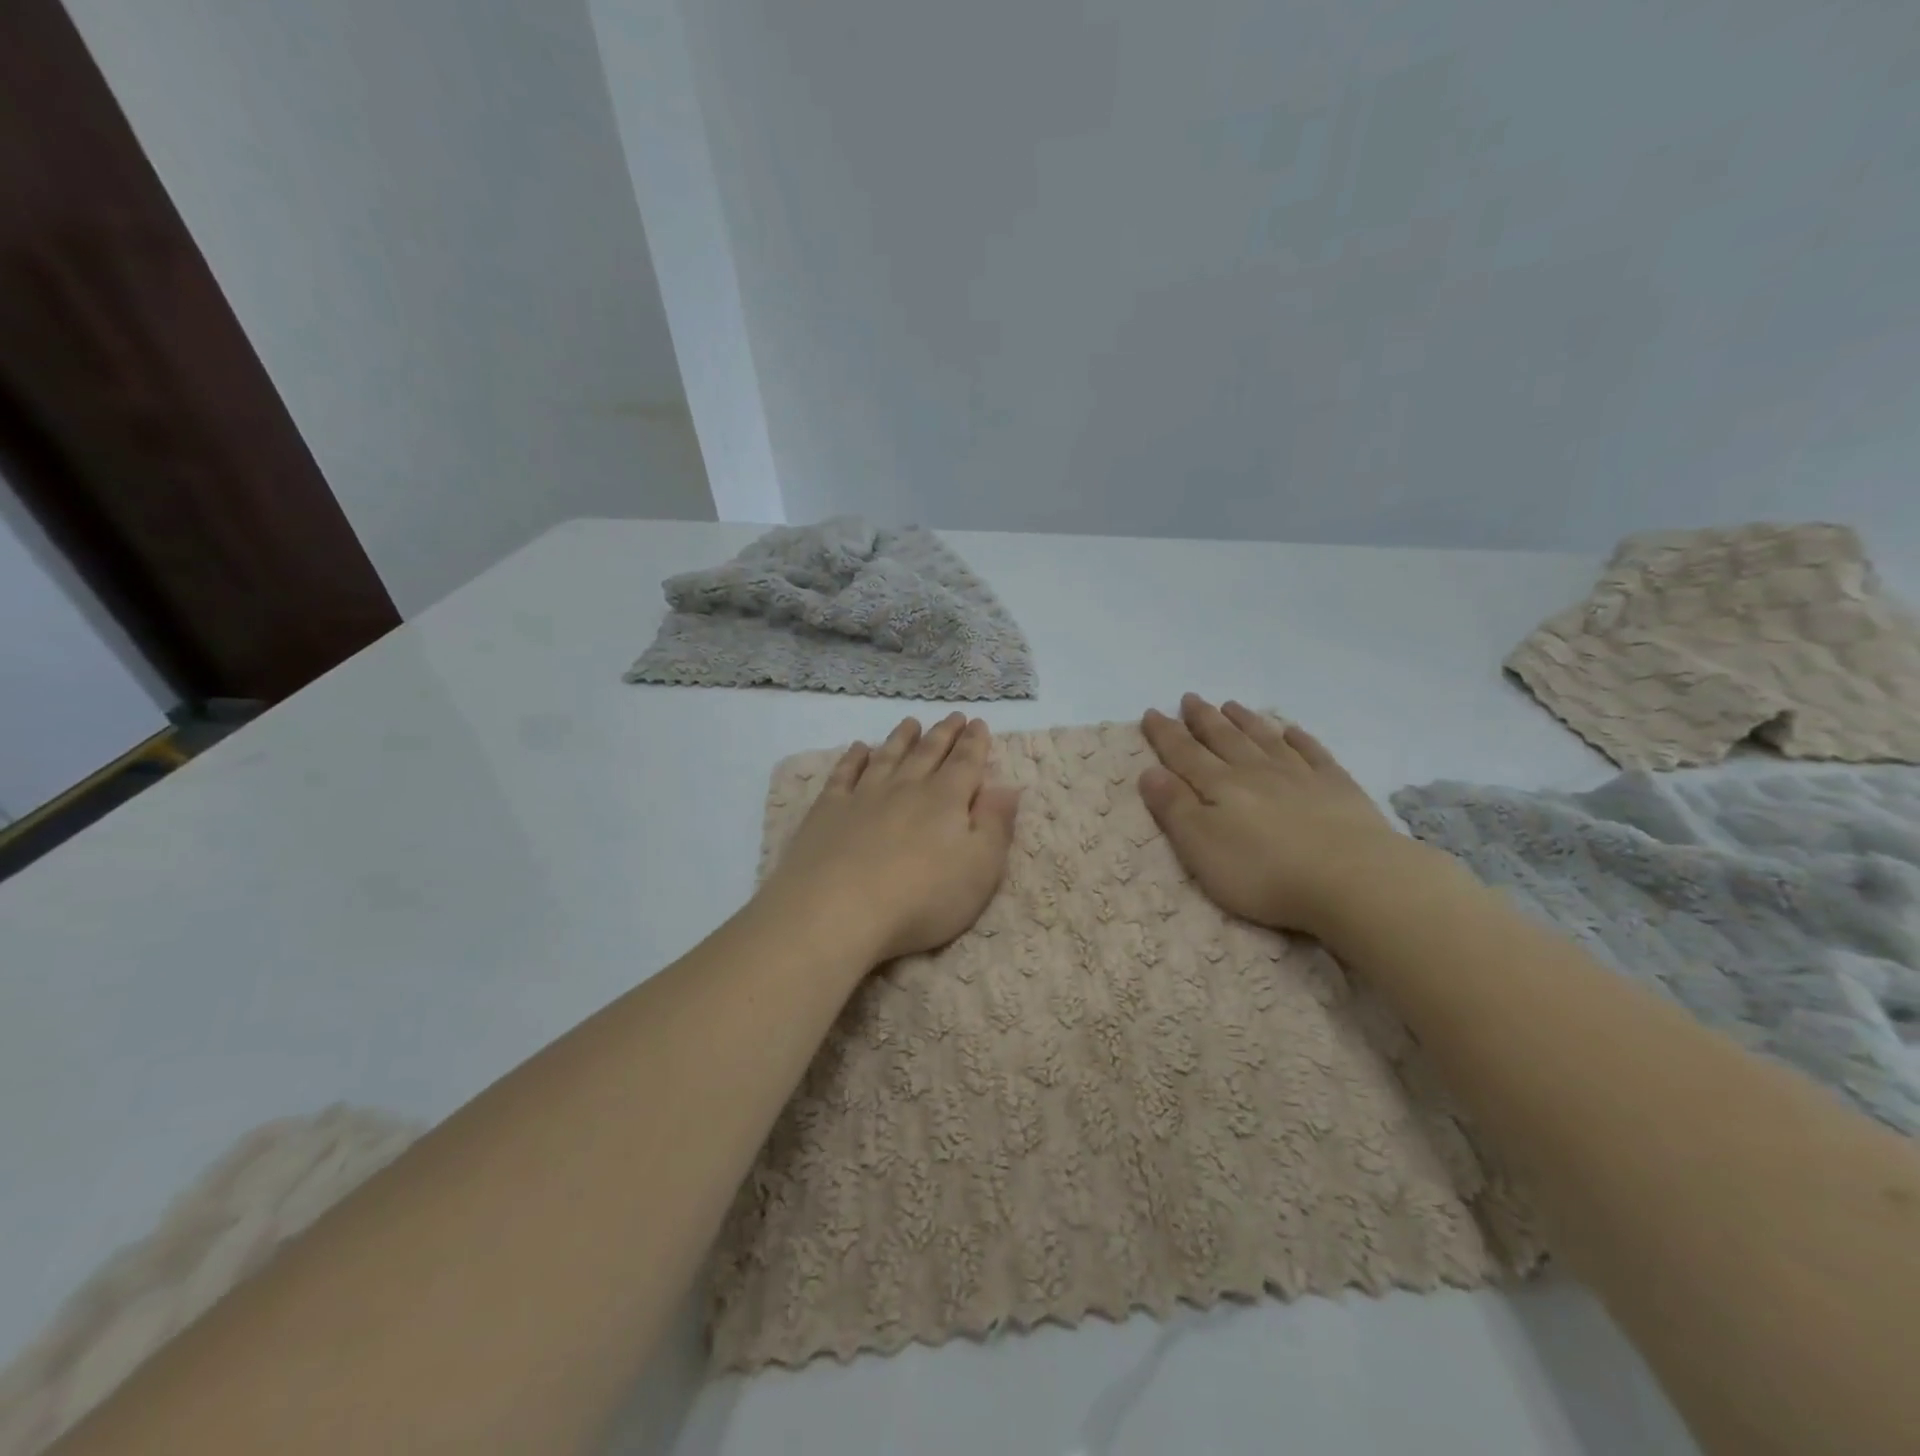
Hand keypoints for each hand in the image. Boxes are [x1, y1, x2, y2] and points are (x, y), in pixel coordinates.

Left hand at [757, 713, 1022, 964]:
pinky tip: (858, 748)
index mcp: (946, 800)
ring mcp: (863, 796)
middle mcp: (906, 788)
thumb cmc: (921, 899)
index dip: (975, 743)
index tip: (978, 723)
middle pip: (928, 753)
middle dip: (944, 734)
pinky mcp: (828, 811)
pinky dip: (853, 759)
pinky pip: (844, 775)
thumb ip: (996, 825)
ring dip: (901, 738)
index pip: (966, 763)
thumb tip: (1008, 787)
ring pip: (887, 757)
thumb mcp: (980, 869)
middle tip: (953, 716)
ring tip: (911, 723)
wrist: (837, 911)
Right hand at [1139, 695, 1411, 937]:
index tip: (1151, 712)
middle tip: (1189, 698)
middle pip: (1223, 738)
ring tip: (1230, 705)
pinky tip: (1291, 730)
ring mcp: (1300, 775)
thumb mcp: (1201, 847)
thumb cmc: (1264, 872)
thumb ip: (1174, 808)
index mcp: (1220, 786)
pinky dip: (1299, 738)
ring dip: (1245, 721)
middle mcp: (1256, 771)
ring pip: (1265, 739)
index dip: (1165, 734)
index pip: (1184, 754)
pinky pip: (1312, 752)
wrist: (1351, 878)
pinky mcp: (1337, 787)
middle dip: (1202, 719)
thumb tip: (1149, 771)